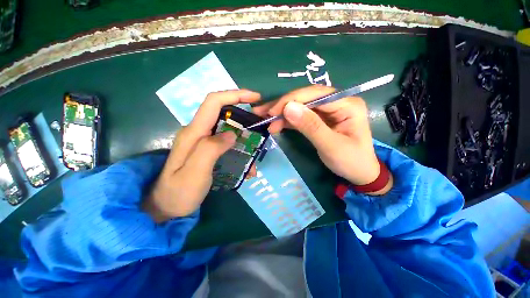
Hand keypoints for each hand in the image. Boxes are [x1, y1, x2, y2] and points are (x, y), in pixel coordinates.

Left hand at [143, 90, 261, 221]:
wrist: (166, 207)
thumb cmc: (179, 192)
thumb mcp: (194, 173)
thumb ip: (211, 149)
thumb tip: (232, 133)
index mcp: (194, 133)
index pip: (214, 102)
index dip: (235, 95)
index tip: (255, 98)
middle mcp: (198, 132)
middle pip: (223, 113)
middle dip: (244, 116)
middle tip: (259, 128)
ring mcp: (202, 141)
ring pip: (228, 129)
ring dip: (244, 138)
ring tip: (253, 156)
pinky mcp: (207, 149)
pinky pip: (226, 143)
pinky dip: (239, 149)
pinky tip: (245, 165)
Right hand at [253, 85, 391, 194]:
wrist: (359, 174)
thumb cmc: (351, 162)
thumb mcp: (331, 146)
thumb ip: (310, 126)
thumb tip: (288, 108)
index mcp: (347, 104)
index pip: (315, 94)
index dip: (291, 100)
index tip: (272, 112)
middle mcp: (338, 102)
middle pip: (306, 98)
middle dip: (283, 105)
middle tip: (263, 112)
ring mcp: (328, 111)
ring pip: (301, 106)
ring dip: (282, 113)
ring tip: (265, 119)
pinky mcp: (320, 119)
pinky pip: (301, 116)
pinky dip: (287, 121)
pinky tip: (276, 124)